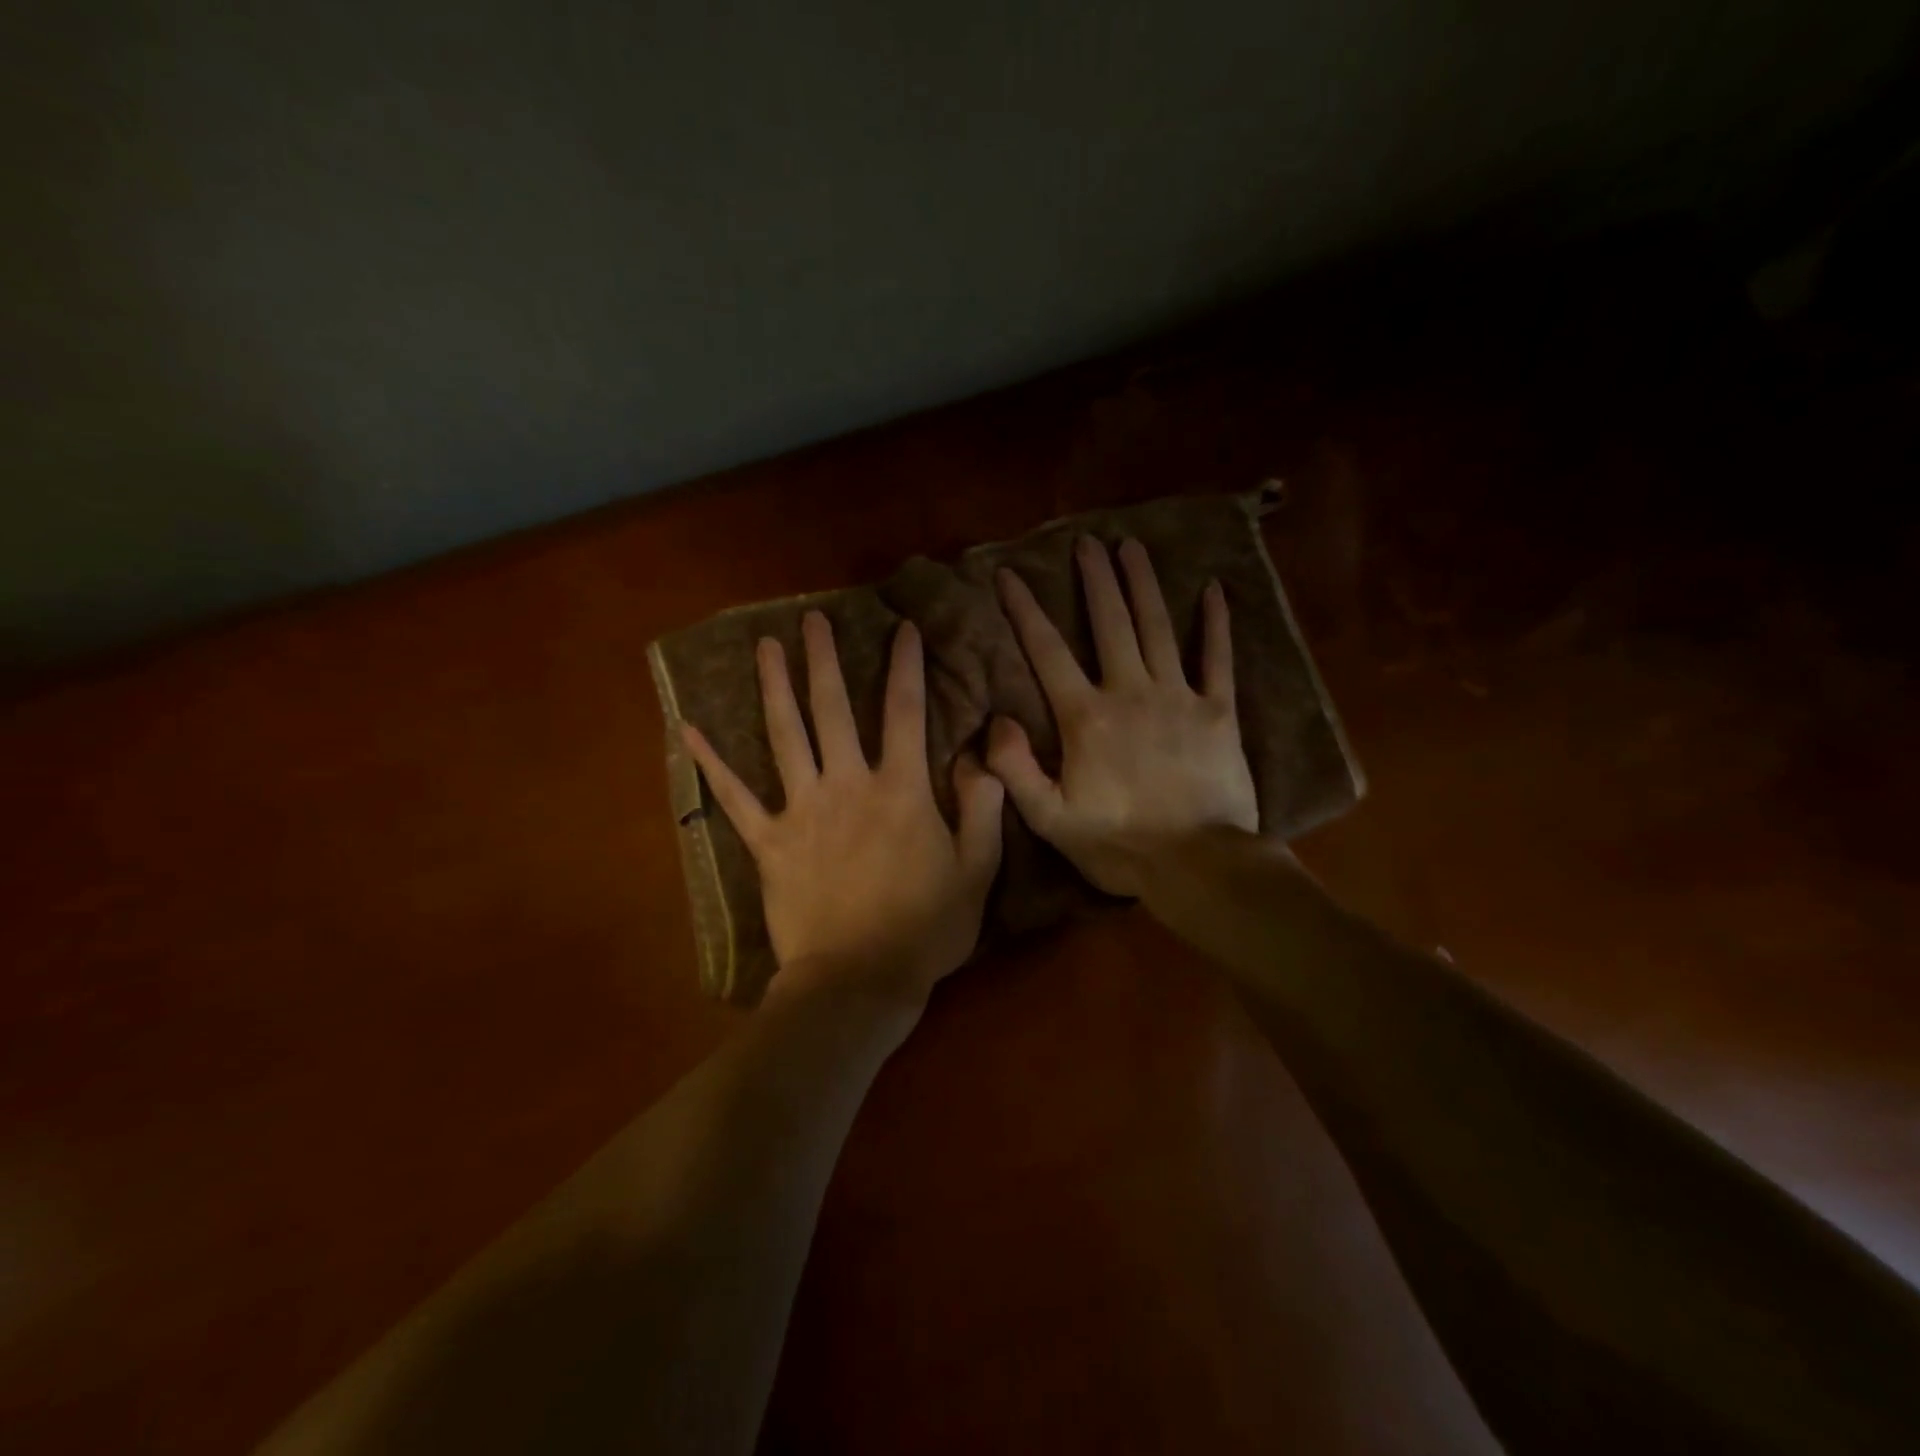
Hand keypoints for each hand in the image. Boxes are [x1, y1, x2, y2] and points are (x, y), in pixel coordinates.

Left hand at [682, 611, 1003, 1011]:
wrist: (858, 980)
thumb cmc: (925, 929)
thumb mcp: (976, 871)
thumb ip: (983, 809)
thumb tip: (978, 759)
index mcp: (900, 790)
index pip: (904, 712)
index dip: (906, 667)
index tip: (904, 629)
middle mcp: (847, 785)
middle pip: (832, 709)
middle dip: (824, 660)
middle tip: (812, 619)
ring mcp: (802, 810)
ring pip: (784, 736)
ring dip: (774, 687)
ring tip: (765, 647)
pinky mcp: (768, 841)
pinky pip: (734, 797)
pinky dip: (711, 763)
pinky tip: (688, 730)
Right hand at [986, 536, 1257, 897]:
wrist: (1197, 865)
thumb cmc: (1118, 845)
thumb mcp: (1050, 819)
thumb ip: (1015, 768)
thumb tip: (995, 719)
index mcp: (1086, 717)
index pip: (1048, 652)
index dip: (1026, 611)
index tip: (1009, 575)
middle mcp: (1130, 692)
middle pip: (1109, 623)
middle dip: (1095, 579)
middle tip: (1088, 542)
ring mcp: (1179, 697)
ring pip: (1157, 628)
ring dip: (1143, 584)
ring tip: (1132, 547)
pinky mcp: (1220, 712)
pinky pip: (1218, 659)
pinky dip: (1216, 624)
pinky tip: (1214, 591)